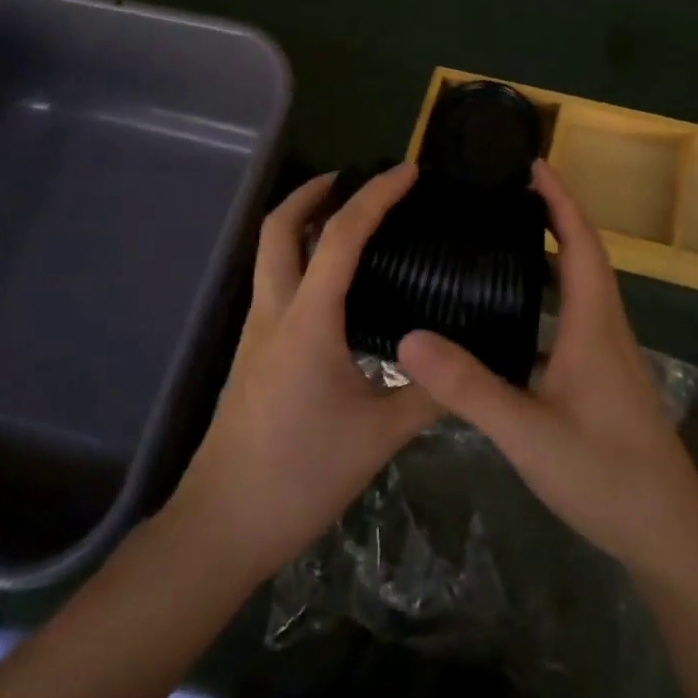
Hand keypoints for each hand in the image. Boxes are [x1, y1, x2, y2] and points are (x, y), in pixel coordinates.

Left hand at [168, 164, 440, 582]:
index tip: (408, 172)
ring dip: (302, 222)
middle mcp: (275, 312)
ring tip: (348, 221)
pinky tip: (332, 286)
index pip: (342, 237)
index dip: (376, 196)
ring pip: (269, 254)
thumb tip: (475, 367)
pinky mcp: (252, 354)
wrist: (222, 525)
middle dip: (313, 191)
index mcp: (309, 321)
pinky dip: (299, 259)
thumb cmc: (301, 475)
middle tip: (355, 179)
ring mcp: (256, 333)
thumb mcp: (380, 436)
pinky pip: (274, 284)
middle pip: (278, 227)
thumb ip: (431, 395)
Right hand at [396, 160, 697, 583]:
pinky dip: (546, 300)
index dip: (559, 199)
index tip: (533, 164)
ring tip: (500, 244)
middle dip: (550, 218)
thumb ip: (469, 387)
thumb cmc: (605, 474)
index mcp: (594, 324)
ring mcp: (607, 355)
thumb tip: (408, 338)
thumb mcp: (527, 433)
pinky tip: (511, 320)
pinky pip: (573, 319)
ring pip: (579, 290)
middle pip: (582, 256)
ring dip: (550, 258)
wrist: (668, 533)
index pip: (581, 242)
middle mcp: (605, 328)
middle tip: (502, 198)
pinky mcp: (602, 381)